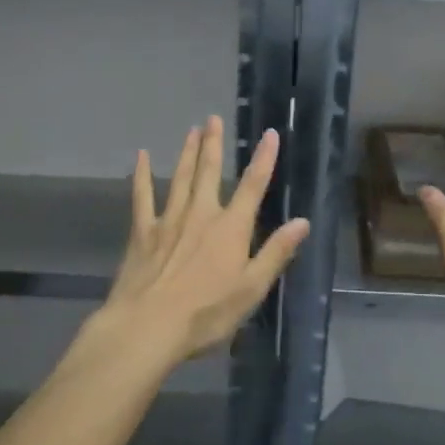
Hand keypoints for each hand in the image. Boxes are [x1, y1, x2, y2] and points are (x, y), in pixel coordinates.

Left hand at [95, 116, 309, 366]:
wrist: (148, 327)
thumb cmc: (206, 314)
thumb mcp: (251, 289)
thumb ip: (276, 253)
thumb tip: (302, 221)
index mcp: (230, 228)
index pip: (253, 186)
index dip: (263, 159)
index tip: (270, 134)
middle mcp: (201, 214)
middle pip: (209, 172)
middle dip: (213, 144)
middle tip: (213, 118)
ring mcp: (169, 220)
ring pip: (180, 178)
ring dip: (188, 153)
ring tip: (192, 130)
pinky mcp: (143, 232)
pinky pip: (142, 197)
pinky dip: (142, 175)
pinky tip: (141, 156)